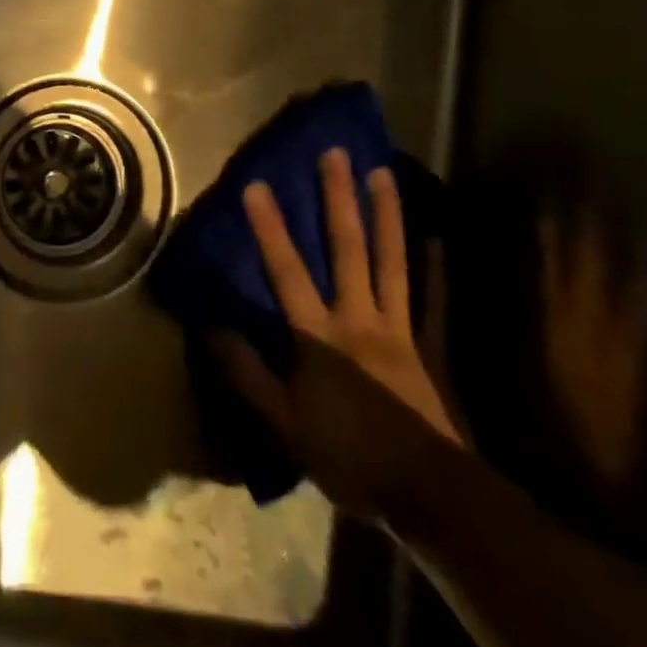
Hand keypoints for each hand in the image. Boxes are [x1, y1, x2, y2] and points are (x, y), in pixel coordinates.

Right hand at [216, 148, 464, 518]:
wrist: (429, 492)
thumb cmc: (349, 455)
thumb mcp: (285, 424)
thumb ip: (248, 374)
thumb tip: (210, 328)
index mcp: (320, 334)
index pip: (288, 271)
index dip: (270, 228)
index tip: (256, 184)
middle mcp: (358, 316)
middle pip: (347, 248)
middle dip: (338, 199)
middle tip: (335, 153)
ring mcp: (395, 325)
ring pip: (389, 259)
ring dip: (385, 213)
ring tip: (381, 173)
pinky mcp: (421, 342)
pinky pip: (426, 294)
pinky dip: (432, 263)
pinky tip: (436, 235)